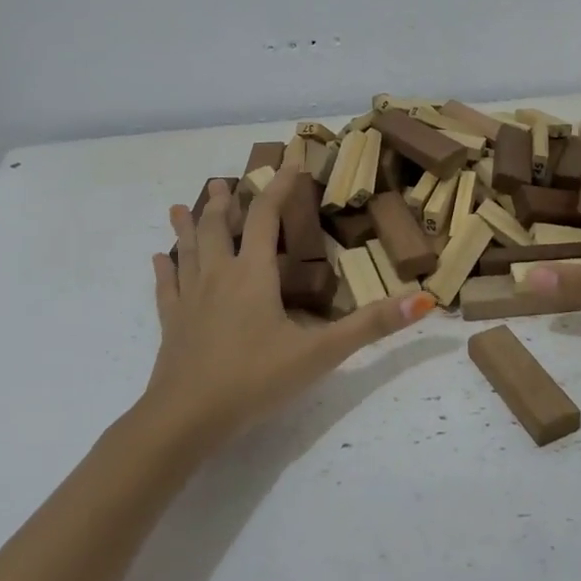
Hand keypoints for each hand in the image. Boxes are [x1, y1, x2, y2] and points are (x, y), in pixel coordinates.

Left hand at [145, 166, 435, 444]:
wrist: (186, 418)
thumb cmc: (255, 379)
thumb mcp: (320, 353)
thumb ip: (370, 326)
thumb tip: (422, 300)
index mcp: (253, 275)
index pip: (266, 217)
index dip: (279, 188)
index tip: (290, 163)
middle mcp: (218, 276)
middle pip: (219, 227)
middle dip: (225, 203)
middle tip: (225, 182)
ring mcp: (189, 299)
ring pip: (188, 250)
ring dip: (188, 225)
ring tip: (182, 205)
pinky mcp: (171, 323)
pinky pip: (165, 287)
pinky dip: (163, 269)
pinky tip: (158, 259)